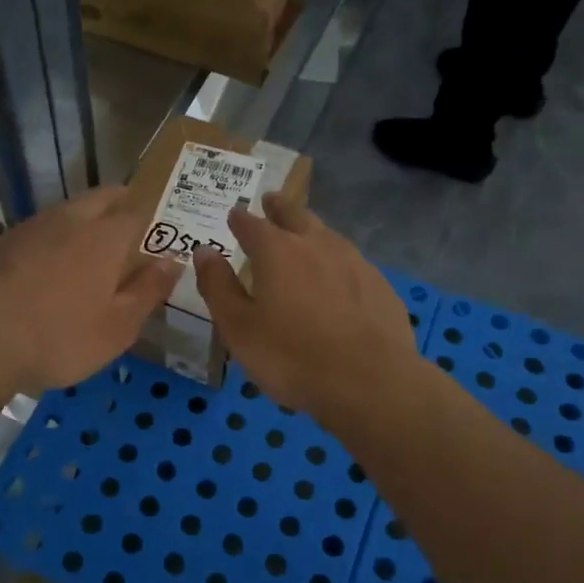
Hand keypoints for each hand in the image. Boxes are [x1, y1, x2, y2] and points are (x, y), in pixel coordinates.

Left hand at [0, 186, 179, 395]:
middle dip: (125, 209)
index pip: (141, 208)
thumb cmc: (58, 337)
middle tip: (134, 241)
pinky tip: (56, 267)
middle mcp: (72, 218)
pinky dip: (61, 237)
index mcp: (107, 234)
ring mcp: (35, 225)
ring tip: (96, 255)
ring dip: (91, 221)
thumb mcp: (118, 327)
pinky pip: (46, 227)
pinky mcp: (7, 240)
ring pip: (74, 209)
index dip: (157, 219)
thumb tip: (172, 260)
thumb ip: (149, 290)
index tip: (164, 236)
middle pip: (106, 197)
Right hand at [193, 193, 416, 418]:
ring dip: (311, 229)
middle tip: (271, 200)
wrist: (370, 382)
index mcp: (277, 252)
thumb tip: (203, 251)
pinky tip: (339, 276)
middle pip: (295, 214)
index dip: (240, 219)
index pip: (252, 224)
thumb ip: (218, 286)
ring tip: (304, 233)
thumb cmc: (291, 356)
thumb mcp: (238, 327)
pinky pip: (352, 261)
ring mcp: (354, 262)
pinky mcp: (380, 285)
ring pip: (327, 234)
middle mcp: (316, 245)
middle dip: (279, 207)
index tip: (234, 214)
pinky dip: (337, 260)